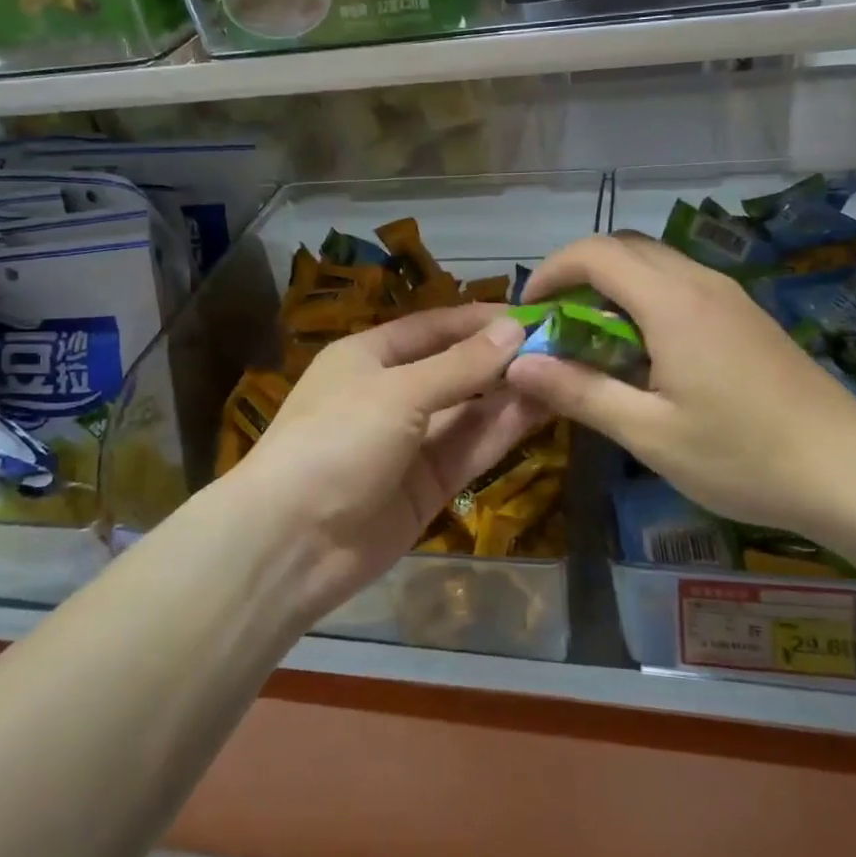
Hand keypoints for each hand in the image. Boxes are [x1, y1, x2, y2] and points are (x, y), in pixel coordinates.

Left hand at [229, 305, 548, 617]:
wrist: (291, 543)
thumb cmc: (336, 441)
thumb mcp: (398, 393)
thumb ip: (461, 365)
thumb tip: (515, 328)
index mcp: (368, 357)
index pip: (433, 327)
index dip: (480, 320)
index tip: (533, 314)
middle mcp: (391, 394)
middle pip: (456, 368)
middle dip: (502, 357)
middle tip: (562, 345)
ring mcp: (411, 442)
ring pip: (470, 410)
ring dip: (511, 392)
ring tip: (564, 372)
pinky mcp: (428, 485)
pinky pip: (470, 448)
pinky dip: (503, 430)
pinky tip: (543, 409)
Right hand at [504, 234, 855, 536]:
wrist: (853, 472)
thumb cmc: (743, 457)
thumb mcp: (650, 434)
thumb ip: (579, 392)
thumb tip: (517, 365)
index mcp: (673, 303)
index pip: (595, 253)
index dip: (551, 271)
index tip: (529, 311)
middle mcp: (701, 282)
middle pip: (625, 246)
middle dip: (578, 274)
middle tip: (556, 325)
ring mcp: (730, 295)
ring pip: (656, 262)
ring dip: (613, 286)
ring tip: (593, 339)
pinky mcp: (746, 314)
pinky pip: (681, 283)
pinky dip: (645, 298)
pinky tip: (646, 351)